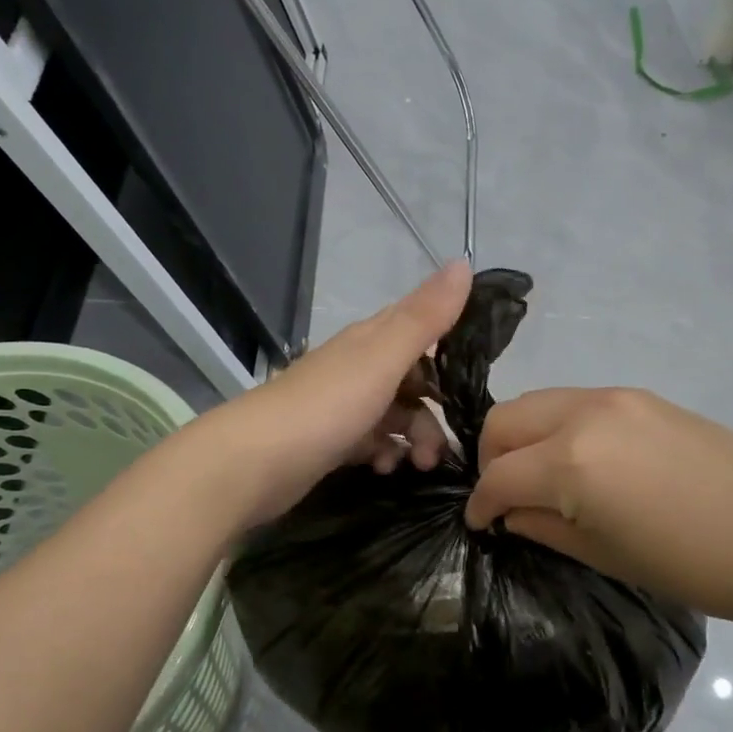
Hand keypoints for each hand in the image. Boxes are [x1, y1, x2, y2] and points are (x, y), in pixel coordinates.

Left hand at [191, 261, 472, 526]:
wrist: (253, 463)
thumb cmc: (326, 406)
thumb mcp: (383, 358)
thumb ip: (425, 316)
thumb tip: (464, 262)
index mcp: (370, 341)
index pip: (419, 328)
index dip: (451, 345)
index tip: (479, 376)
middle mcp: (357, 368)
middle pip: (412, 381)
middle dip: (435, 410)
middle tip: (447, 446)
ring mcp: (341, 406)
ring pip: (395, 416)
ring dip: (415, 439)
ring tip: (421, 466)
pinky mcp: (330, 441)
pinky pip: (372, 443)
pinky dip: (385, 455)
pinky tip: (385, 469)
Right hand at [463, 387, 732, 623]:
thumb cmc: (689, 564)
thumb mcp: (603, 555)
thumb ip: (543, 526)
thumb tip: (510, 513)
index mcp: (571, 462)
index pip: (498, 475)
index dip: (480, 504)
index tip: (480, 524)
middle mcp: (584, 414)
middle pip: (506, 419)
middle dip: (491, 458)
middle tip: (506, 496)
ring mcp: (616, 397)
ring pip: (538, 402)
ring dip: (524, 437)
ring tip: (541, 477)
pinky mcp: (642, 396)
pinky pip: (577, 402)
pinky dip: (559, 427)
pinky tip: (583, 462)